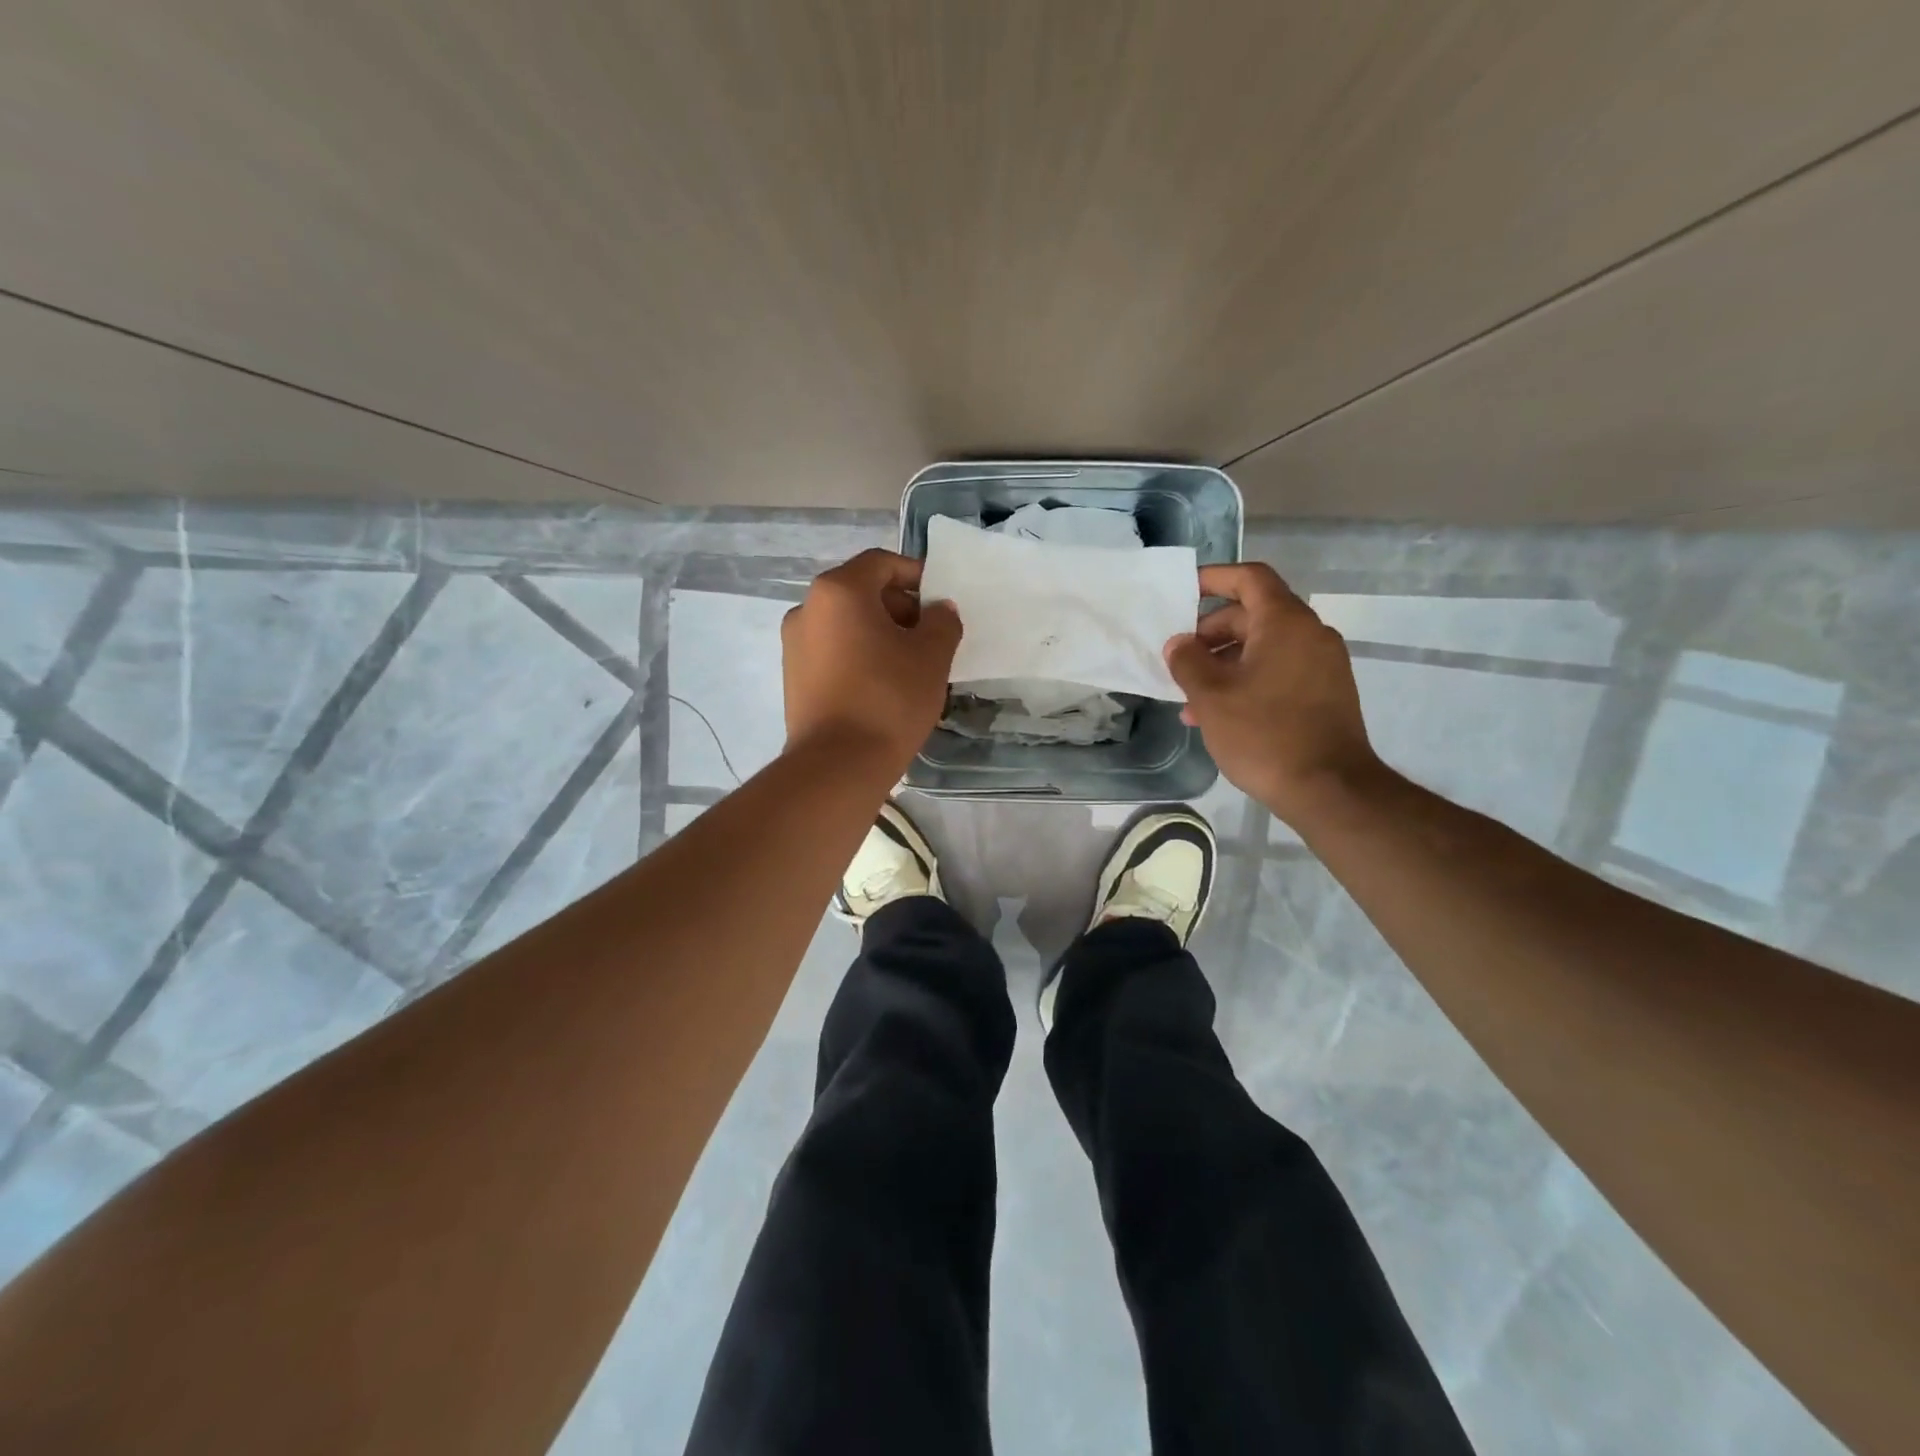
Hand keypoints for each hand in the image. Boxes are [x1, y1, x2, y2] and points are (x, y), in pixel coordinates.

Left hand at [782, 549, 962, 767]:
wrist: (838, 765)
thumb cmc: (889, 698)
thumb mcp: (931, 655)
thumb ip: (942, 621)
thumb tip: (938, 610)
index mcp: (838, 591)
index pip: (882, 563)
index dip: (916, 575)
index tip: (940, 601)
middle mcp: (807, 608)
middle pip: (861, 592)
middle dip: (900, 608)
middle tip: (930, 638)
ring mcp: (794, 644)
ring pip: (846, 624)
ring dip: (880, 634)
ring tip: (910, 666)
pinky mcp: (793, 677)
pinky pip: (833, 651)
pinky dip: (859, 656)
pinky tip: (883, 686)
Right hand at [1164, 562, 1383, 824]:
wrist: (1330, 789)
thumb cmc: (1264, 734)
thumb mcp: (1211, 697)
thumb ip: (1188, 662)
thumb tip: (1180, 643)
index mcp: (1285, 623)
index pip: (1250, 578)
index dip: (1215, 578)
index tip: (1184, 591)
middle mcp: (1311, 634)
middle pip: (1255, 614)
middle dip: (1212, 632)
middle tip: (1181, 658)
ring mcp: (1323, 665)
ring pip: (1265, 648)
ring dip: (1226, 663)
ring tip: (1192, 697)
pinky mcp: (1327, 693)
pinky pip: (1280, 671)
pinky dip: (1249, 679)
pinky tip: (1222, 714)